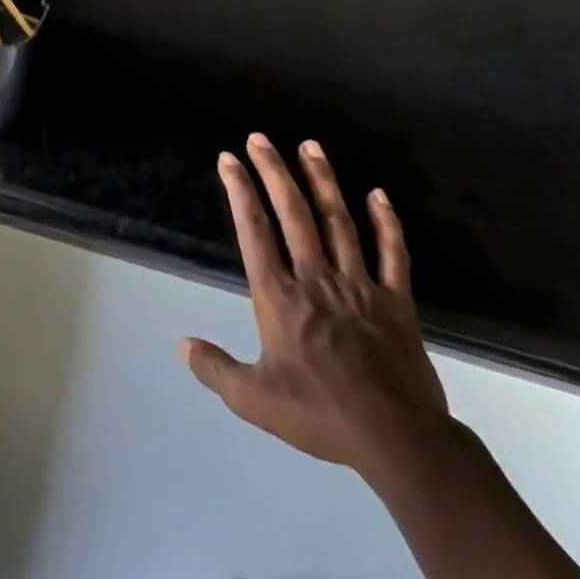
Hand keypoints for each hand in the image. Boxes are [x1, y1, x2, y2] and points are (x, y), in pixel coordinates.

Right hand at [181, 134, 451, 479]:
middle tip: (260, 138)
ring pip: (338, 221)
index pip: (254, 231)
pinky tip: (378, 194)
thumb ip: (215, 368)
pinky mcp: (397, 301)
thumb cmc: (320, 414)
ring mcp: (360, 286)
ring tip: (310, 146)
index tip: (229, 160)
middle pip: (293, 213)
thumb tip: (182, 344)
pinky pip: (393, 253)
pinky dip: (386, 222)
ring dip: (322, 181)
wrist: (397, 440)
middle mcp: (316, 278)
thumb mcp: (253, 399)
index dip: (240, 191)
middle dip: (274, 171)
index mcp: (279, 296)